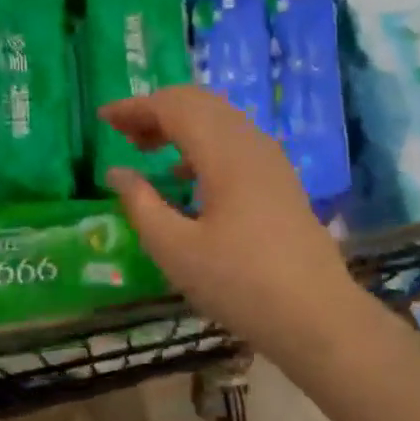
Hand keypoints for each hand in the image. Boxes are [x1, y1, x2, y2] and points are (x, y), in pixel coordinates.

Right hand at [100, 85, 357, 359]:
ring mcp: (271, 162)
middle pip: (200, 103)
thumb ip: (140, 204)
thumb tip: (117, 172)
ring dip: (179, 124)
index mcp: (225, 154)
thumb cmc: (238, 284)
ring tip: (145, 150)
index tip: (103, 118)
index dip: (135, 107)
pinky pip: (234, 141)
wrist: (316, 317)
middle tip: (122, 133)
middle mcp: (251, 145)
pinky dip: (201, 143)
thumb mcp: (174, 249)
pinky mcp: (280, 181)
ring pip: (219, 120)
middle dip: (156, 110)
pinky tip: (184, 175)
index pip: (174, 107)